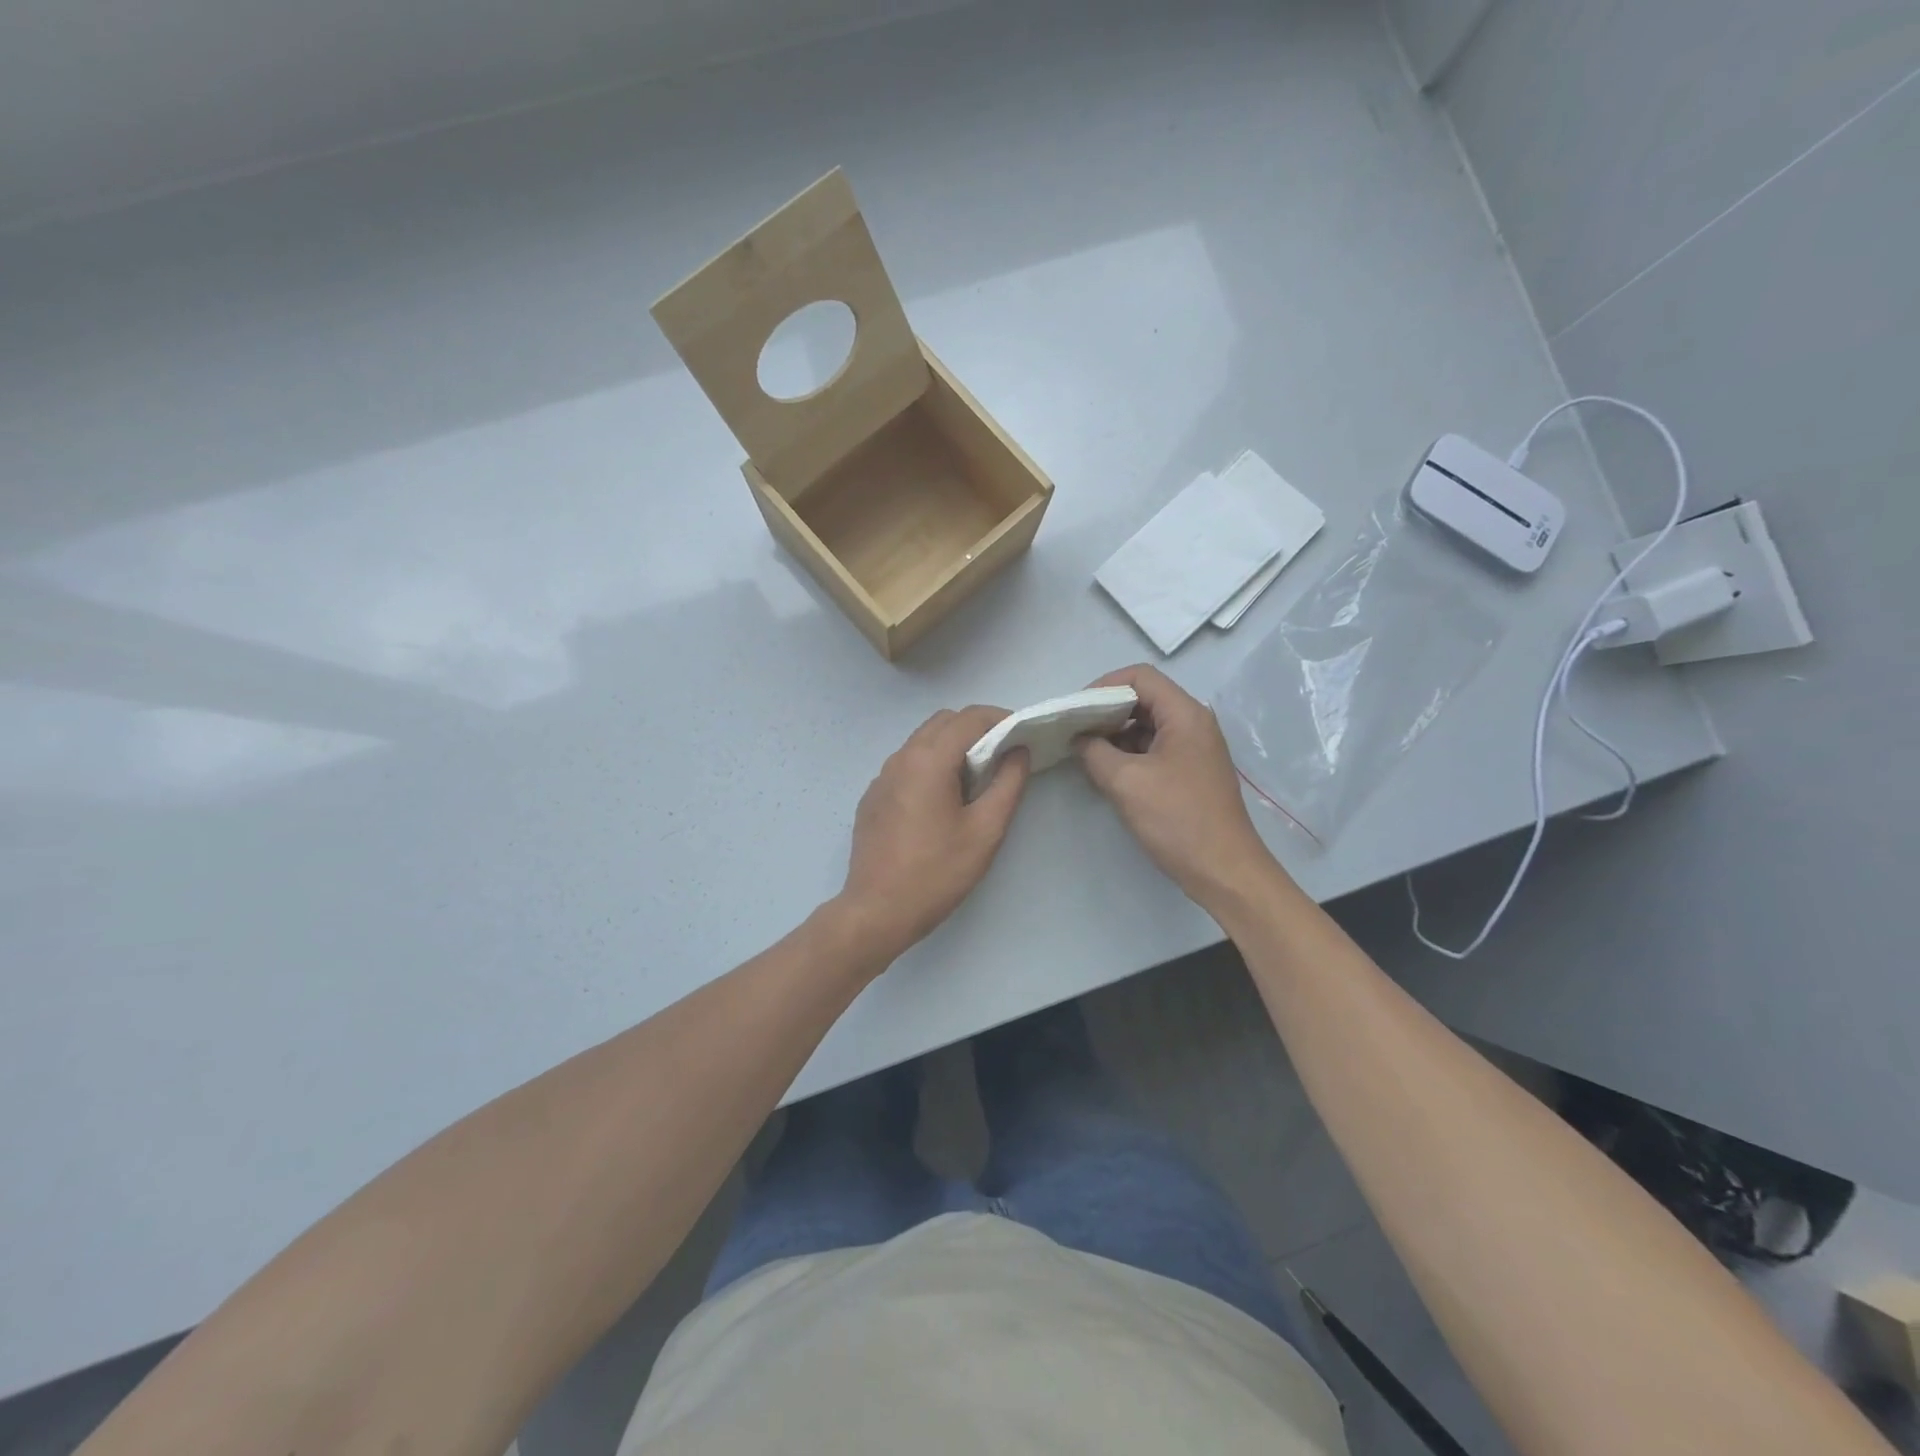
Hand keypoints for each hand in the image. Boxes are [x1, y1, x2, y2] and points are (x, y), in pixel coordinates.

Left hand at [837, 706, 1030, 964]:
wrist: (877, 912)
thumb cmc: (937, 873)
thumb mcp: (985, 831)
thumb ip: (1008, 784)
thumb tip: (1018, 751)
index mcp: (928, 760)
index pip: (969, 717)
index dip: (1001, 718)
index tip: (1023, 734)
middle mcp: (901, 758)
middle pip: (943, 722)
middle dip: (977, 728)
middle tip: (1004, 755)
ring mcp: (881, 777)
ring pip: (922, 741)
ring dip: (952, 745)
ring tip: (977, 777)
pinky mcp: (873, 797)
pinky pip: (906, 764)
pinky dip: (931, 765)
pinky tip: (943, 800)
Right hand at [1075, 665, 1284, 909]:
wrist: (1224, 870)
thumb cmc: (1177, 819)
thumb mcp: (1125, 782)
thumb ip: (1094, 752)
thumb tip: (1079, 738)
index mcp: (1185, 714)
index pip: (1140, 677)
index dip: (1103, 686)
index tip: (1075, 709)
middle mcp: (1193, 723)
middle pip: (1144, 699)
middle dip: (1106, 711)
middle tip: (1073, 729)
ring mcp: (1194, 748)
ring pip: (1147, 725)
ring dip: (1115, 734)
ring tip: (1084, 751)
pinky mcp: (1190, 771)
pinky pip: (1154, 748)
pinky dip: (1128, 753)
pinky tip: (1105, 771)